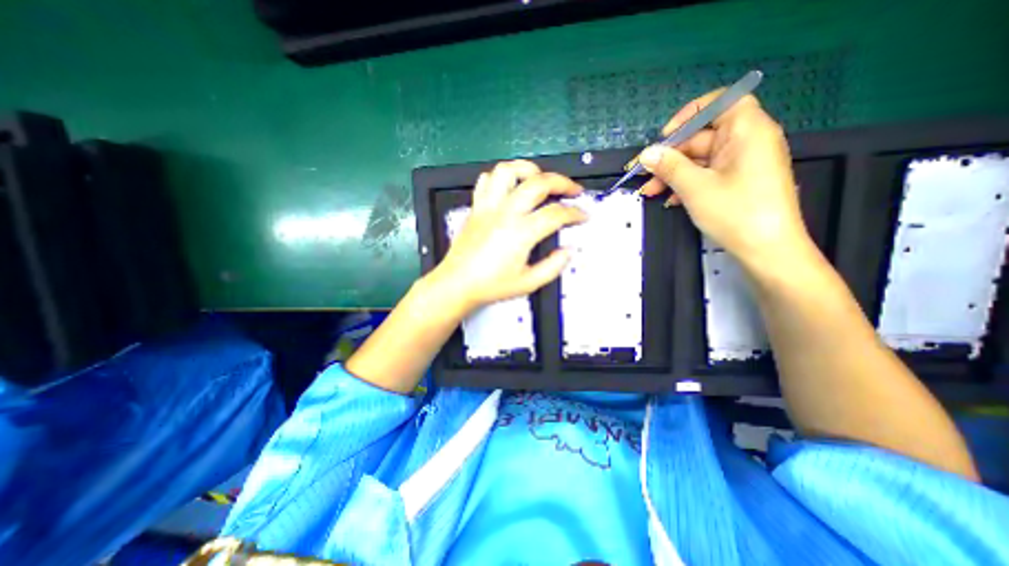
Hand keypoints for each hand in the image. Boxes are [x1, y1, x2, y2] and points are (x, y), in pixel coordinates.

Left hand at [422, 158, 582, 312]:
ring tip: (540, 179)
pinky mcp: (476, 207)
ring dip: (529, 170)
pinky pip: (487, 180)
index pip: (556, 214)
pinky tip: (511, 187)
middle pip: (539, 183)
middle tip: (573, 190)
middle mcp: (505, 213)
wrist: (457, 284)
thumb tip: (568, 250)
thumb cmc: (491, 285)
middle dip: (562, 182)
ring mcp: (488, 206)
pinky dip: (502, 177)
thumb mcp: (528, 283)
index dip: (575, 213)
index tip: (583, 215)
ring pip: (509, 171)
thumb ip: (553, 266)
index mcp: (521, 233)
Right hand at [638, 92, 808, 266]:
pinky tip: (669, 200)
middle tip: (643, 173)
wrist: (766, 250)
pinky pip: (707, 174)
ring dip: (673, 174)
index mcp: (747, 131)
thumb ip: (669, 166)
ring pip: (700, 160)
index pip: (721, 103)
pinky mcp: (737, 182)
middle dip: (670, 156)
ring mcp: (742, 164)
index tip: (664, 136)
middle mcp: (747, 142)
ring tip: (649, 191)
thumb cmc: (735, 212)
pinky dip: (686, 184)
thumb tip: (646, 153)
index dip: (690, 115)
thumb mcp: (695, 187)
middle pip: (702, 137)